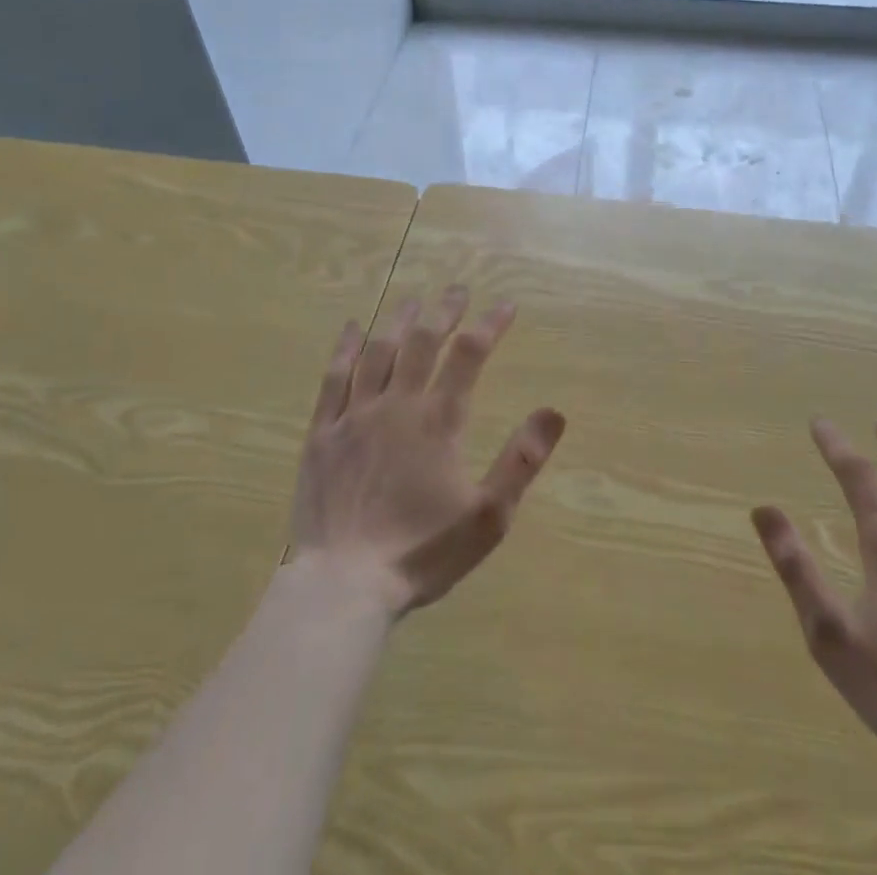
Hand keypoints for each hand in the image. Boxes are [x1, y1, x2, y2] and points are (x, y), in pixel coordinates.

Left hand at [289, 288, 565, 617]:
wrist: (343, 585)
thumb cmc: (422, 552)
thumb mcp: (488, 516)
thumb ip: (521, 461)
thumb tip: (554, 410)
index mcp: (438, 421)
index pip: (469, 355)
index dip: (490, 325)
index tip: (507, 305)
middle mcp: (397, 405)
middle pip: (424, 342)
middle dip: (445, 311)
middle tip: (458, 290)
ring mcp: (354, 416)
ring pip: (379, 352)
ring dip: (400, 321)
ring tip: (415, 301)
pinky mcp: (322, 434)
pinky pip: (333, 378)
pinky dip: (345, 348)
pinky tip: (354, 327)